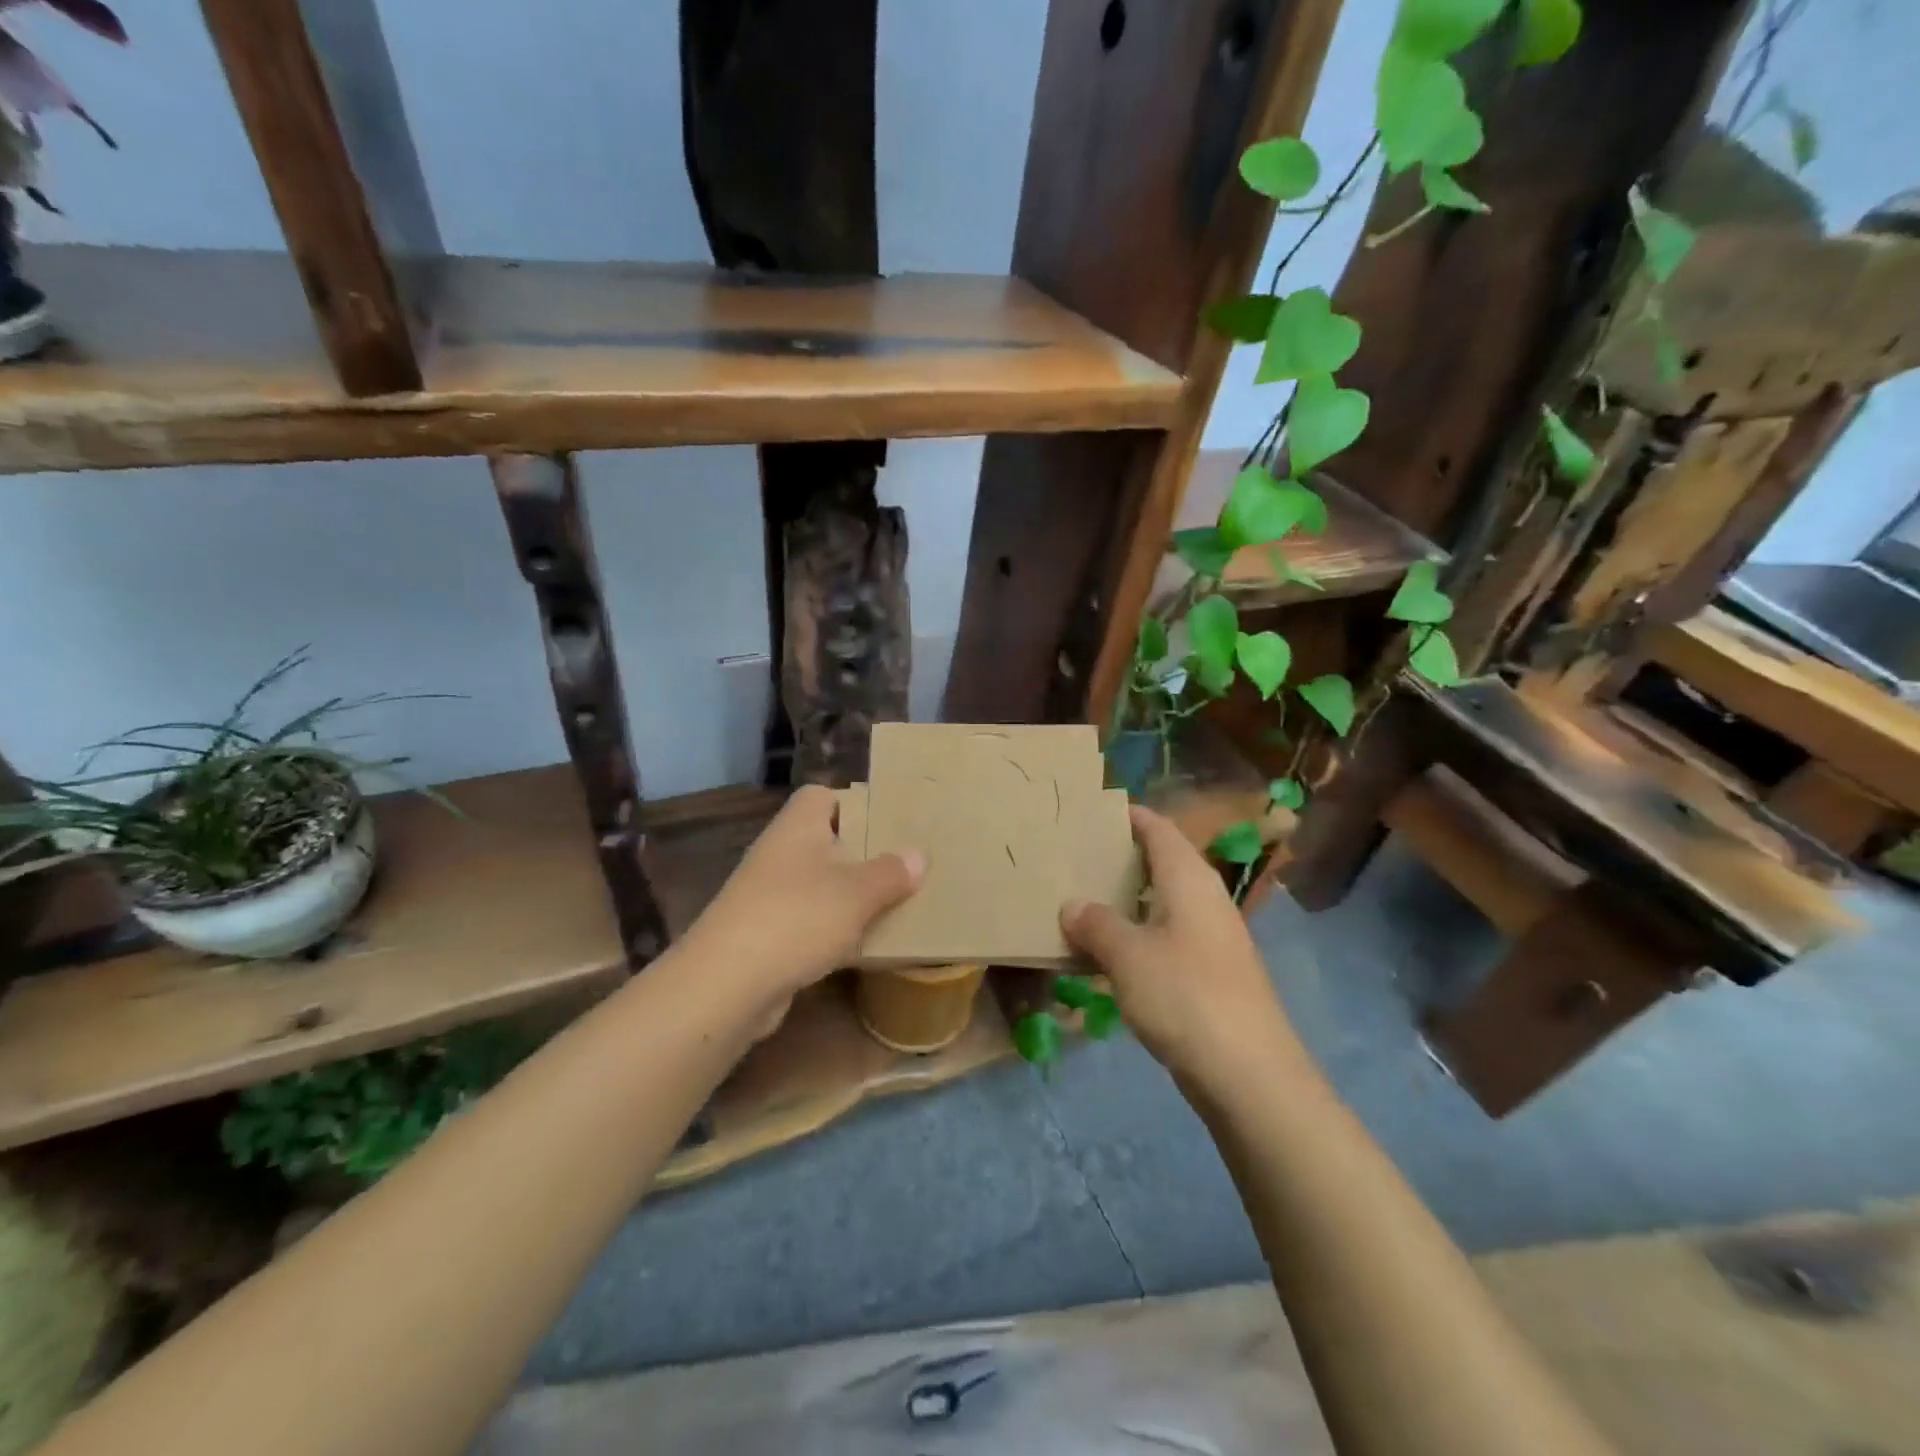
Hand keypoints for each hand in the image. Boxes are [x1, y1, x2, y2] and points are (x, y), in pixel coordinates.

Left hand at [684, 785, 924, 1002]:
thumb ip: (891, 873)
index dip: (853, 803)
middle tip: (903, 864)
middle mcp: (779, 853)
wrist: (727, 984)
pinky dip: (833, 931)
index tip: (887, 821)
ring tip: (893, 904)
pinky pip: (808, 922)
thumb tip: (918, 855)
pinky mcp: (765, 935)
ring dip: (849, 896)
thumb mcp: (857, 893)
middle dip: (861, 854)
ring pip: (818, 885)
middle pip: (824, 842)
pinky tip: (862, 946)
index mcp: (798, 827)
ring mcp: (768, 895)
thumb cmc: (797, 918)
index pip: (821, 796)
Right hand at [1060, 804, 1297, 1084]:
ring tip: (1081, 900)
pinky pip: (1166, 937)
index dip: (1128, 816)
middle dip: (1120, 858)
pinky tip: (1108, 953)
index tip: (1090, 811)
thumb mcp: (1128, 955)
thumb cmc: (1185, 995)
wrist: (1249, 1073)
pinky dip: (1137, 935)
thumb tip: (1072, 904)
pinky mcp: (1211, 974)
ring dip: (1126, 901)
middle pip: (1161, 863)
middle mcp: (1205, 899)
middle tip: (1074, 857)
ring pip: (1162, 903)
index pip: (1158, 829)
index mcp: (1189, 879)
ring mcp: (1211, 938)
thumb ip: (1096, 924)